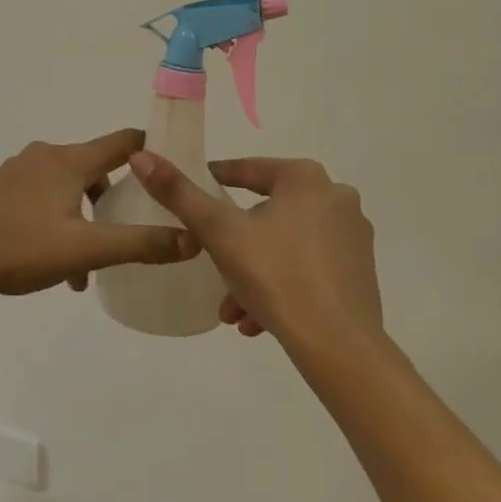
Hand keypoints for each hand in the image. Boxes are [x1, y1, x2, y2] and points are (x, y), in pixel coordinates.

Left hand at [0, 131, 196, 304]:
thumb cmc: (19, 245)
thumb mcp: (84, 250)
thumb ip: (139, 245)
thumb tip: (191, 239)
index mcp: (69, 161)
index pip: (123, 142)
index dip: (152, 151)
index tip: (174, 167)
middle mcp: (45, 157)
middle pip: (95, 168)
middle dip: (115, 198)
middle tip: (132, 229)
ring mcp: (17, 173)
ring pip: (66, 189)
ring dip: (85, 219)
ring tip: (88, 267)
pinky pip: (41, 200)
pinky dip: (58, 224)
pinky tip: (54, 268)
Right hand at [129, 153, 381, 350]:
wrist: (339, 346)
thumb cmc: (276, 277)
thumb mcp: (219, 233)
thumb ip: (179, 193)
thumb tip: (141, 156)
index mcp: (305, 178)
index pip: (245, 170)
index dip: (211, 183)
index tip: (186, 202)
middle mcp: (335, 197)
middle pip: (264, 212)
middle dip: (232, 245)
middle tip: (208, 266)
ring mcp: (352, 234)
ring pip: (284, 244)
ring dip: (251, 273)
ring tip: (230, 310)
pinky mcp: (359, 270)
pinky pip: (307, 267)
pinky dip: (279, 286)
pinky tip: (257, 321)